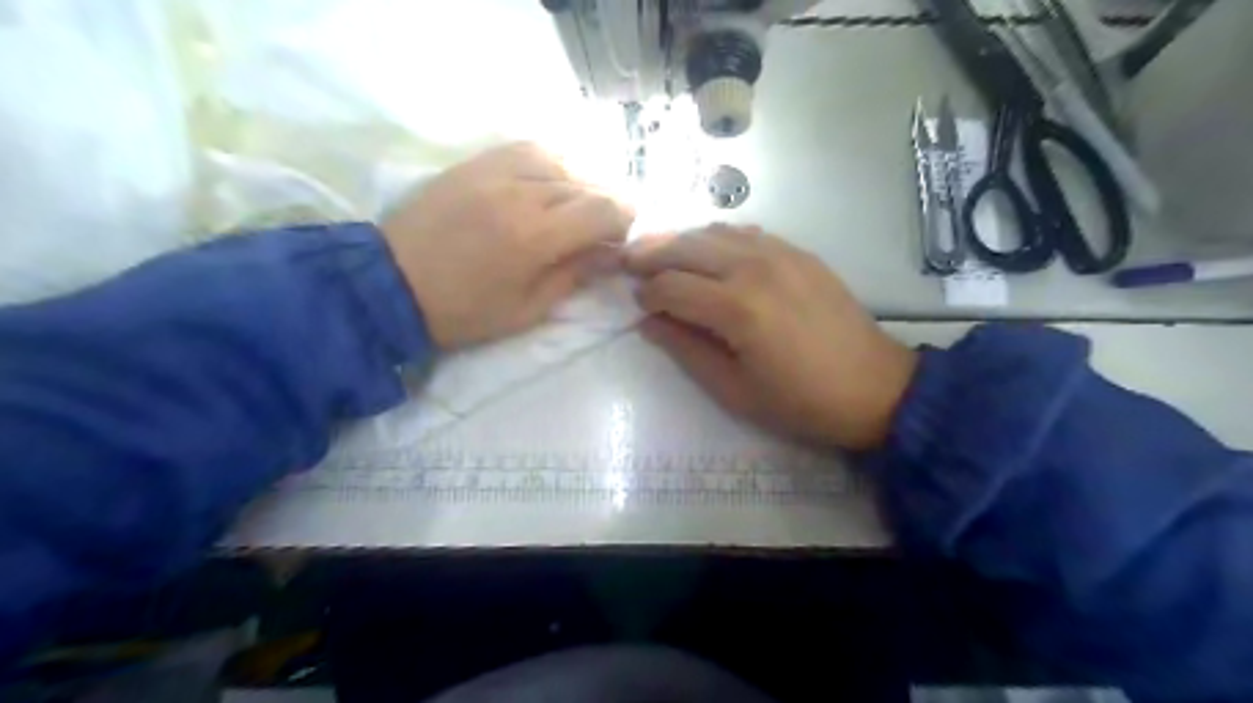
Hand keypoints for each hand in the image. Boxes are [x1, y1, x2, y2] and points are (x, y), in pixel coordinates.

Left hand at [382, 139, 637, 349]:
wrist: (390, 285)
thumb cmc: (464, 312)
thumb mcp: (528, 310)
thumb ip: (575, 275)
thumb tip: (610, 253)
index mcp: (536, 237)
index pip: (603, 209)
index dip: (624, 220)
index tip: (621, 239)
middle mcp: (521, 193)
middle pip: (585, 184)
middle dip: (604, 207)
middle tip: (600, 231)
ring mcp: (494, 171)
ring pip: (559, 162)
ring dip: (577, 184)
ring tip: (573, 207)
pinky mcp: (474, 164)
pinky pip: (526, 149)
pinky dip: (548, 164)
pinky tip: (547, 183)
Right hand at [633, 222, 916, 448]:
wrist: (874, 387)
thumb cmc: (800, 401)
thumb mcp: (734, 390)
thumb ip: (686, 350)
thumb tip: (648, 323)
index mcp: (736, 308)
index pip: (671, 286)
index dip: (646, 294)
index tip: (636, 305)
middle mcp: (753, 267)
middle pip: (686, 247)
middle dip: (650, 254)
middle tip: (628, 264)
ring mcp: (779, 253)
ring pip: (713, 232)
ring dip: (681, 241)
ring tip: (661, 255)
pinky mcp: (798, 252)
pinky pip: (745, 233)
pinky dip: (717, 238)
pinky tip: (708, 253)